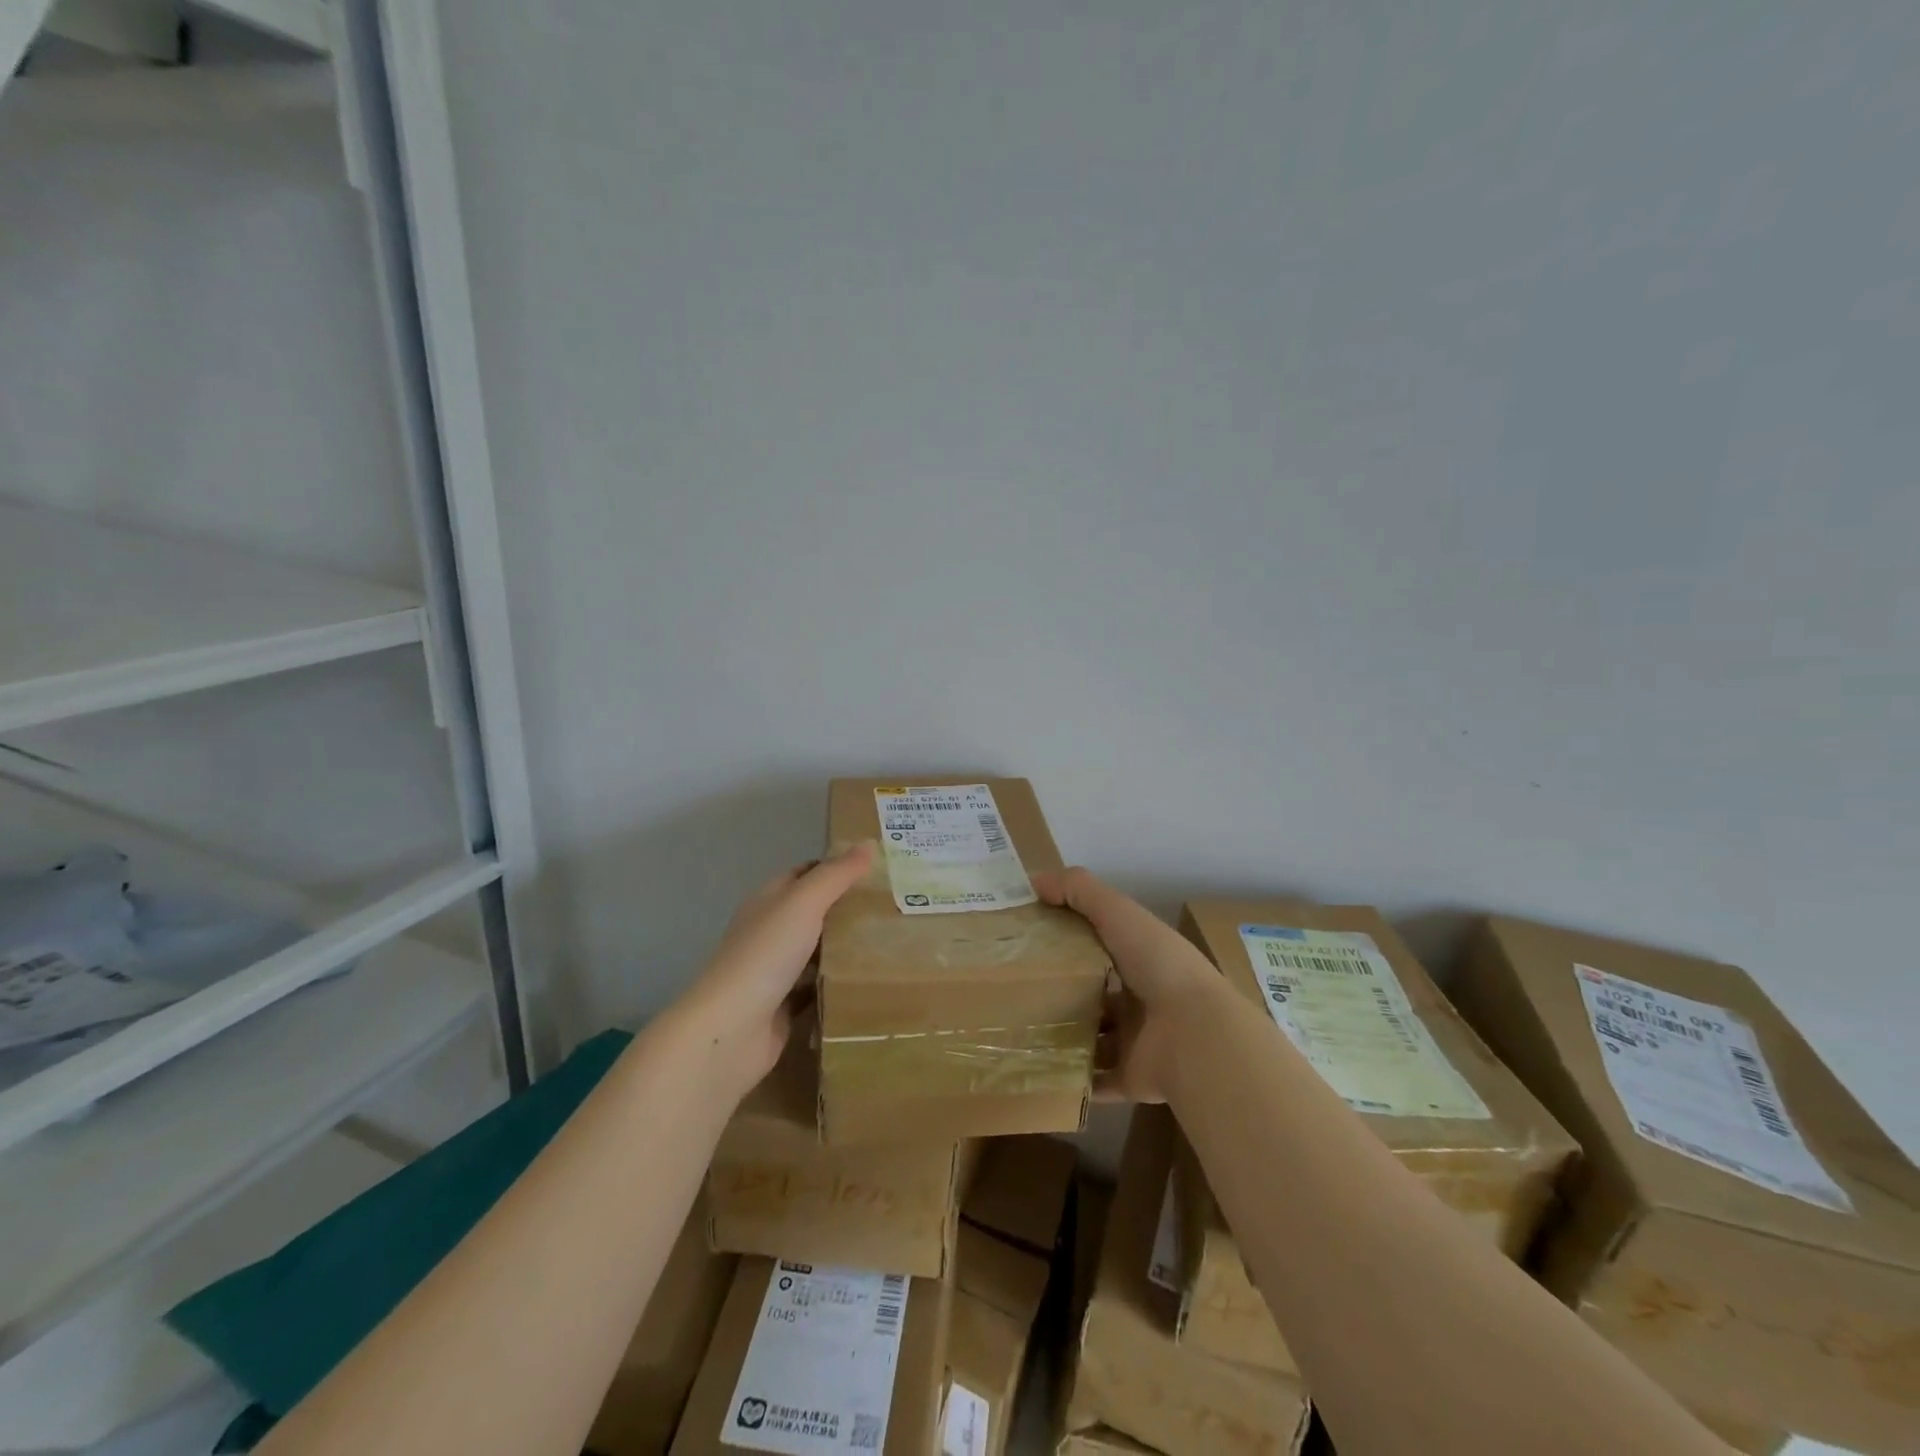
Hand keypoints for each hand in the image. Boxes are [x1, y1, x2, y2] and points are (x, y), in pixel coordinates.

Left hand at [675, 842, 874, 1090]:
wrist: (731, 1030)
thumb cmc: (765, 955)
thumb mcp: (804, 903)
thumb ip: (837, 875)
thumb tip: (869, 842)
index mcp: (769, 900)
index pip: (807, 873)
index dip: (838, 866)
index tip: (879, 868)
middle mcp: (770, 931)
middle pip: (814, 912)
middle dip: (849, 908)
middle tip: (895, 905)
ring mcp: (775, 971)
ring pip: (818, 951)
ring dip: (847, 947)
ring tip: (893, 940)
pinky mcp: (785, 1006)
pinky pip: (818, 989)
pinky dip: (839, 985)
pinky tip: (870, 982)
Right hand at [1032, 866, 1219, 1102]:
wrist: (1196, 1034)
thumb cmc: (1158, 964)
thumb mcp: (1118, 912)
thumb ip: (1079, 890)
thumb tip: (1034, 880)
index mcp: (1141, 958)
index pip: (1101, 944)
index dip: (1069, 938)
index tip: (1028, 938)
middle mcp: (1141, 998)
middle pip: (1095, 992)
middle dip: (1062, 990)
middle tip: (1012, 988)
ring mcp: (1137, 1041)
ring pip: (1093, 1037)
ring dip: (1063, 1035)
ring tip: (1016, 1030)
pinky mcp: (1131, 1078)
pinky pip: (1096, 1081)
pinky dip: (1072, 1079)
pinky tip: (1036, 1070)